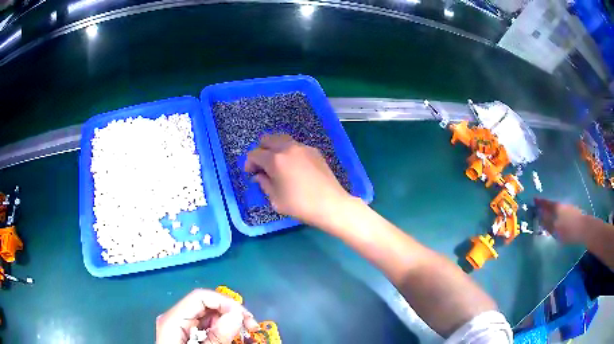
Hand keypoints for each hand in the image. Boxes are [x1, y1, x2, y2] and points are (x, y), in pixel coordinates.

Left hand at [156, 289, 258, 343]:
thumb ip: (217, 337)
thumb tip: (236, 315)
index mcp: (173, 319)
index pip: (200, 297)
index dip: (225, 303)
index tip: (245, 318)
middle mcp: (175, 318)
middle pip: (206, 305)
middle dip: (230, 313)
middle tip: (251, 327)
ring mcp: (180, 326)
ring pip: (208, 316)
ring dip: (229, 323)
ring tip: (245, 334)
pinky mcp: (187, 334)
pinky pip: (206, 326)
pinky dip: (222, 331)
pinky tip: (231, 338)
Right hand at [245, 134, 351, 226]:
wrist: (330, 204)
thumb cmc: (300, 205)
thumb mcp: (275, 199)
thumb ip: (264, 184)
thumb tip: (259, 176)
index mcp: (275, 160)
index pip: (255, 154)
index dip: (249, 163)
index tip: (251, 174)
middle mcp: (288, 148)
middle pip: (267, 139)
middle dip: (261, 150)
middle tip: (261, 165)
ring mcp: (303, 148)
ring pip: (282, 139)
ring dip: (275, 148)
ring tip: (276, 164)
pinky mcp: (314, 151)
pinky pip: (295, 146)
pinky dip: (288, 151)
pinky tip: (292, 166)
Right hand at [534, 198, 589, 242]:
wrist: (583, 229)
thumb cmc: (568, 230)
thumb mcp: (555, 230)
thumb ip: (547, 223)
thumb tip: (540, 218)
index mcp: (555, 207)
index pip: (545, 204)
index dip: (539, 203)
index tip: (533, 200)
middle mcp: (561, 205)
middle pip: (551, 205)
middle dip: (545, 206)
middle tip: (540, 209)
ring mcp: (567, 207)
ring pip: (556, 208)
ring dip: (551, 210)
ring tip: (548, 216)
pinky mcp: (572, 212)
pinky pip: (561, 211)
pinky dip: (557, 214)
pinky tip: (558, 219)